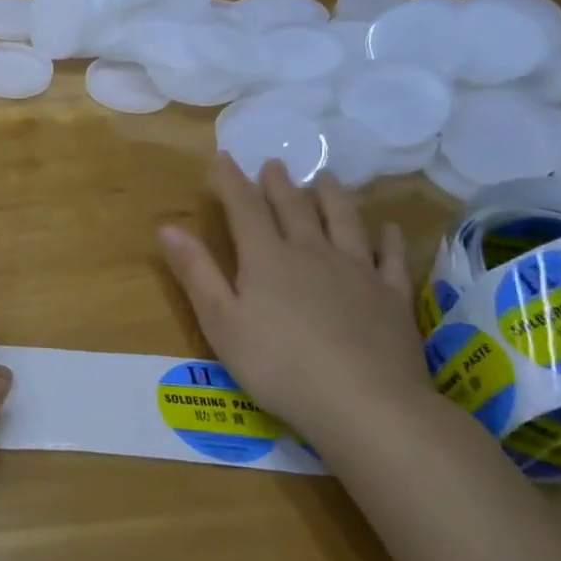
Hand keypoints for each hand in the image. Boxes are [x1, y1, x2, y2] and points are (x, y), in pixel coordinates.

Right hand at [159, 155, 441, 453]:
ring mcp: (357, 271)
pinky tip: (385, 227)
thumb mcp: (221, 322)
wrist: (365, 404)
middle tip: (274, 163)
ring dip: (332, 196)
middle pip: (294, 208)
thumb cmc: (278, 366)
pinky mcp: (392, 296)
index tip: (224, 157)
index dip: (232, 182)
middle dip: (279, 184)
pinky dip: (385, 237)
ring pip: (343, 221)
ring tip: (326, 178)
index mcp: (267, 259)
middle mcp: (312, 253)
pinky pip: (389, 256)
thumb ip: (196, 272)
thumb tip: (168, 227)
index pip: (244, 209)